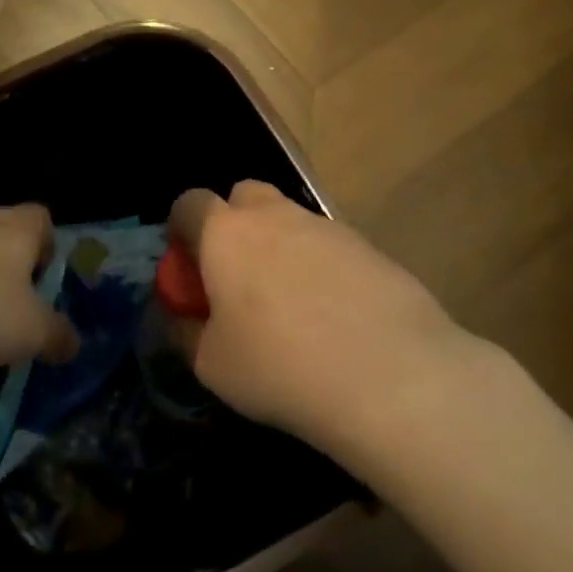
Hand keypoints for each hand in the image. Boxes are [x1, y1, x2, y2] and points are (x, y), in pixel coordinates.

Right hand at [167, 181, 487, 458]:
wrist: (390, 376)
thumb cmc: (280, 366)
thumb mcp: (211, 365)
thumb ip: (188, 332)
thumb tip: (186, 319)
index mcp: (225, 233)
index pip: (189, 203)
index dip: (182, 230)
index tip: (189, 268)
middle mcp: (274, 216)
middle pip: (244, 195)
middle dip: (234, 223)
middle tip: (238, 275)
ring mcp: (327, 227)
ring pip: (291, 220)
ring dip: (281, 246)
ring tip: (292, 305)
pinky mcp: (370, 248)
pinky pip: (331, 247)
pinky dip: (323, 269)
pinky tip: (336, 316)